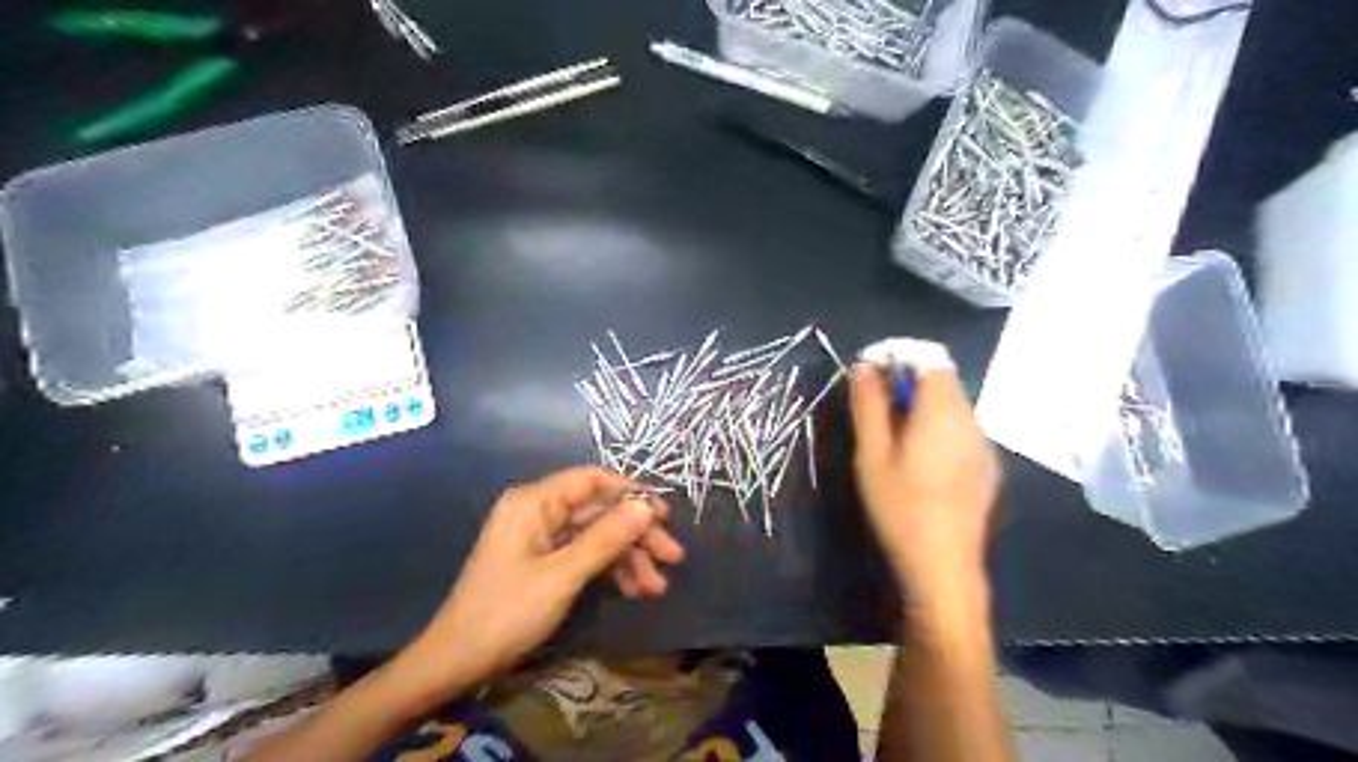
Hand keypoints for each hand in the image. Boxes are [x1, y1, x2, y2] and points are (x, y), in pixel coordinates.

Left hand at [399, 466, 685, 692]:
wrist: (456, 663)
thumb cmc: (506, 613)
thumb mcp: (562, 575)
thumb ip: (606, 538)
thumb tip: (647, 507)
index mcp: (534, 502)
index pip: (592, 480)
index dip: (631, 493)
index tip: (665, 515)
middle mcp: (538, 511)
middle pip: (599, 511)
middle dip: (636, 535)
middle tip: (672, 557)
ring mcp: (541, 537)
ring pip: (596, 535)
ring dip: (628, 558)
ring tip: (657, 587)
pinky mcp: (543, 561)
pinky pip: (584, 555)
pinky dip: (609, 570)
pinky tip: (634, 591)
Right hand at [852, 367, 1001, 598]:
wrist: (943, 565)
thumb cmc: (900, 507)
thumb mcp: (872, 454)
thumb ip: (869, 405)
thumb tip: (864, 367)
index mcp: (943, 411)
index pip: (930, 359)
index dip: (900, 357)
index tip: (870, 374)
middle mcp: (971, 420)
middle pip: (943, 381)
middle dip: (908, 382)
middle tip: (874, 408)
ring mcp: (983, 445)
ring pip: (952, 406)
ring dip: (922, 406)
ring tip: (893, 437)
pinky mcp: (987, 467)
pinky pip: (961, 431)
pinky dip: (938, 428)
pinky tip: (920, 462)